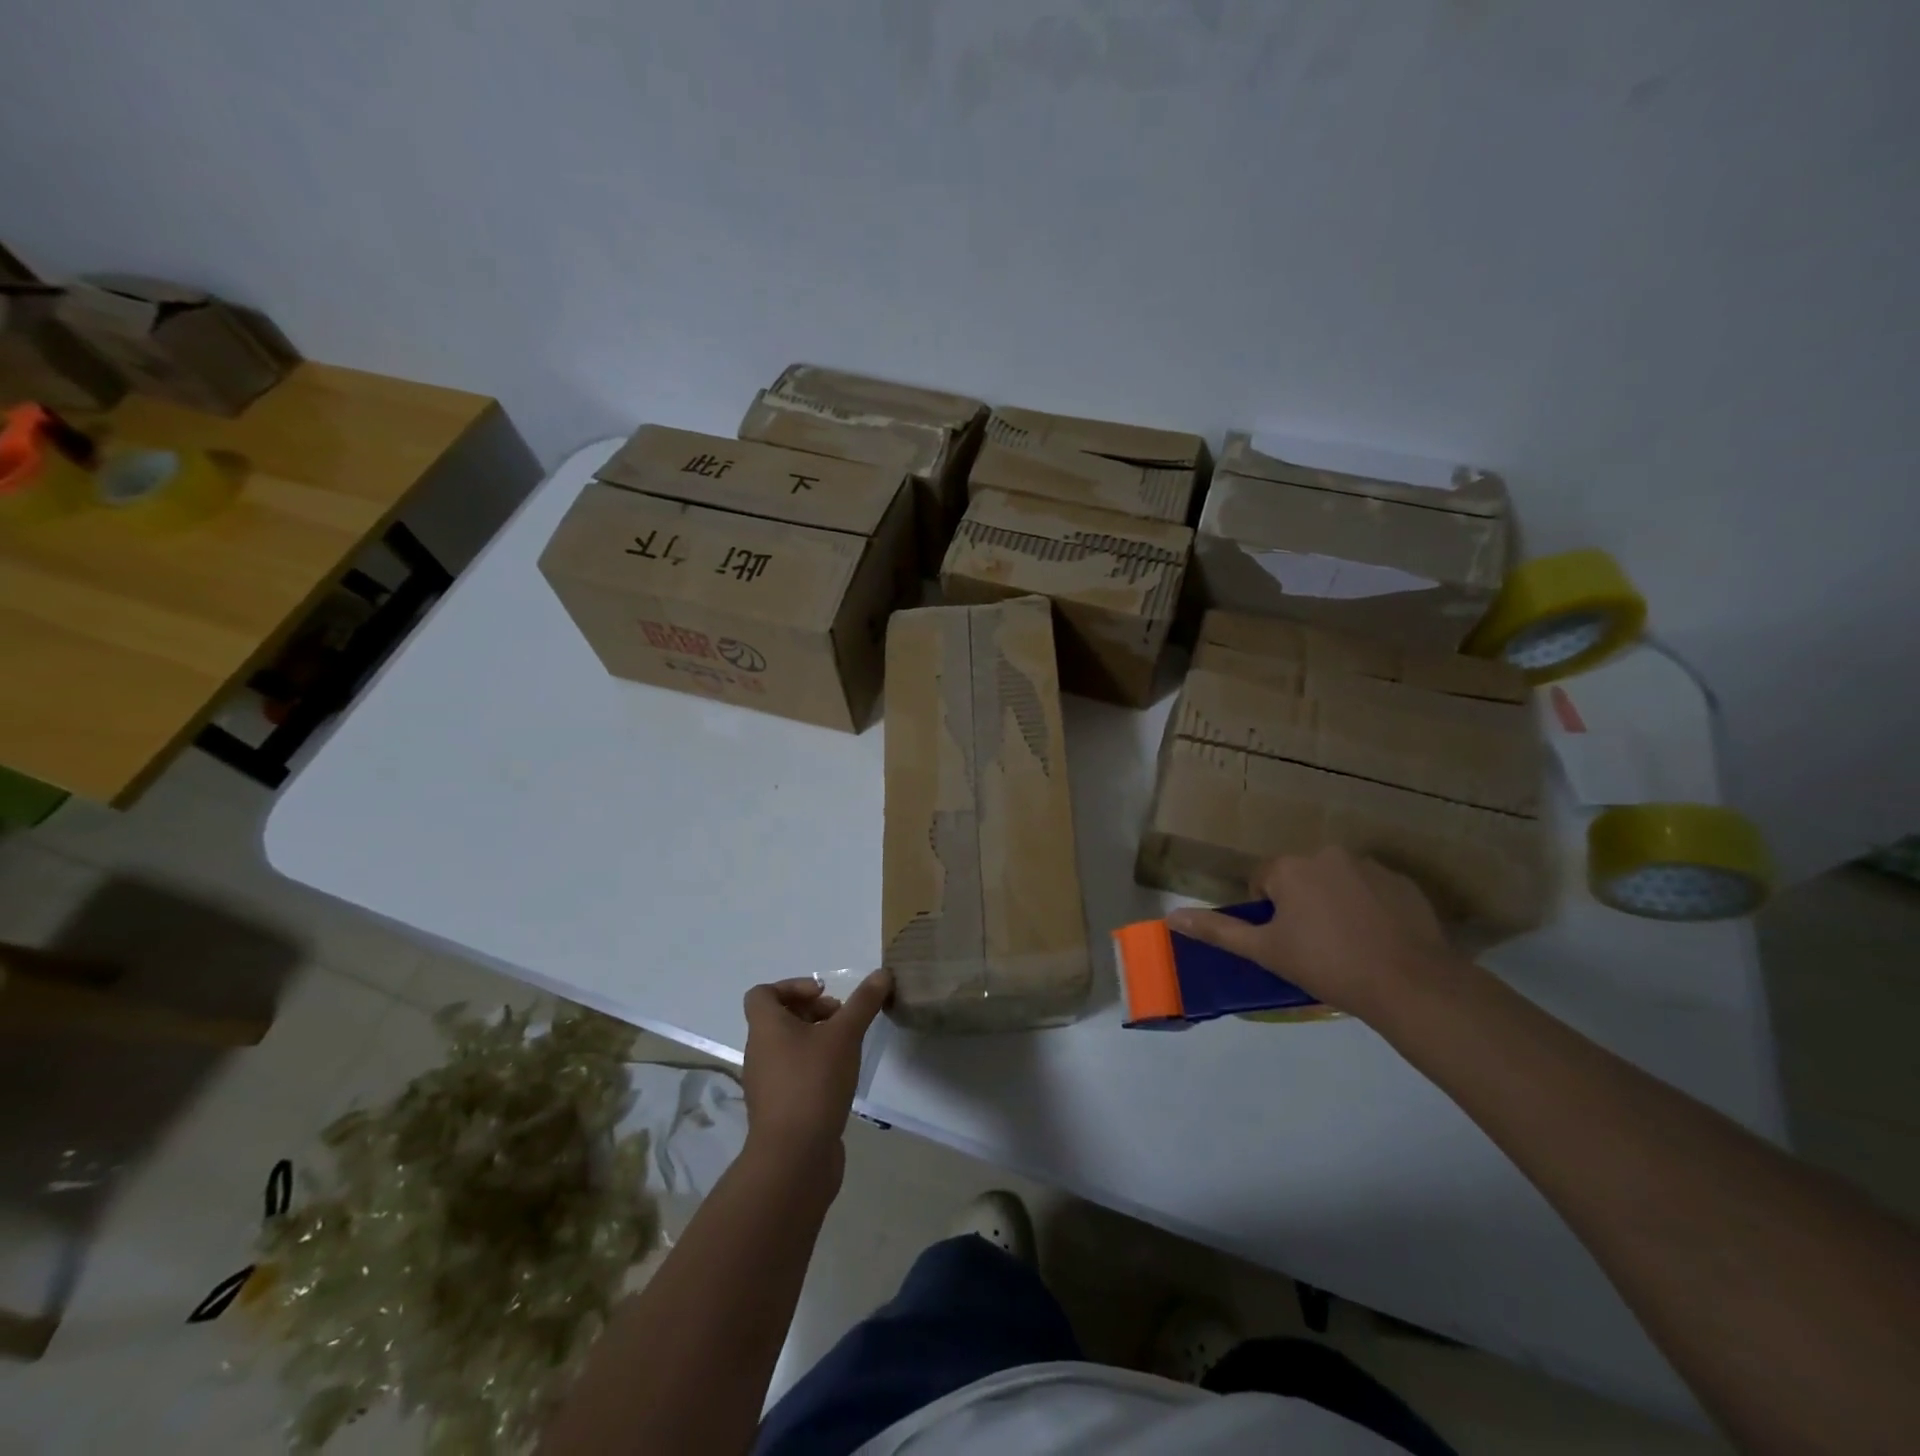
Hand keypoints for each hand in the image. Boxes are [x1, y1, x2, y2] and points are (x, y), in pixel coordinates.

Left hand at [740, 970, 891, 1167]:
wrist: (793, 1158)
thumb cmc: (813, 1083)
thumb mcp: (844, 1035)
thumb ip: (863, 1003)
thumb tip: (881, 973)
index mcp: (765, 1028)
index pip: (762, 994)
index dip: (792, 986)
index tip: (824, 995)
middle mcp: (759, 1052)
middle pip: (779, 1019)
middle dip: (813, 1012)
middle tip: (842, 1020)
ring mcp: (767, 1083)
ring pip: (788, 1048)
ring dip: (816, 1040)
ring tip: (847, 1048)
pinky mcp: (780, 1109)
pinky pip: (794, 1075)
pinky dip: (815, 1068)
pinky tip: (842, 1078)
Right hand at [1165, 849, 1445, 1018]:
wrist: (1410, 984)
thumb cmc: (1327, 965)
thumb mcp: (1265, 951)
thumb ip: (1218, 930)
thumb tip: (1172, 917)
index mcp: (1290, 867)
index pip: (1263, 879)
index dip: (1267, 911)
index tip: (1283, 941)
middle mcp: (1327, 853)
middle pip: (1300, 876)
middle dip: (1301, 903)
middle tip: (1313, 944)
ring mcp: (1370, 865)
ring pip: (1337, 881)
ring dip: (1334, 902)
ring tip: (1348, 944)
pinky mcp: (1404, 882)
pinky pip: (1373, 889)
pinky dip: (1369, 907)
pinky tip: (1377, 939)